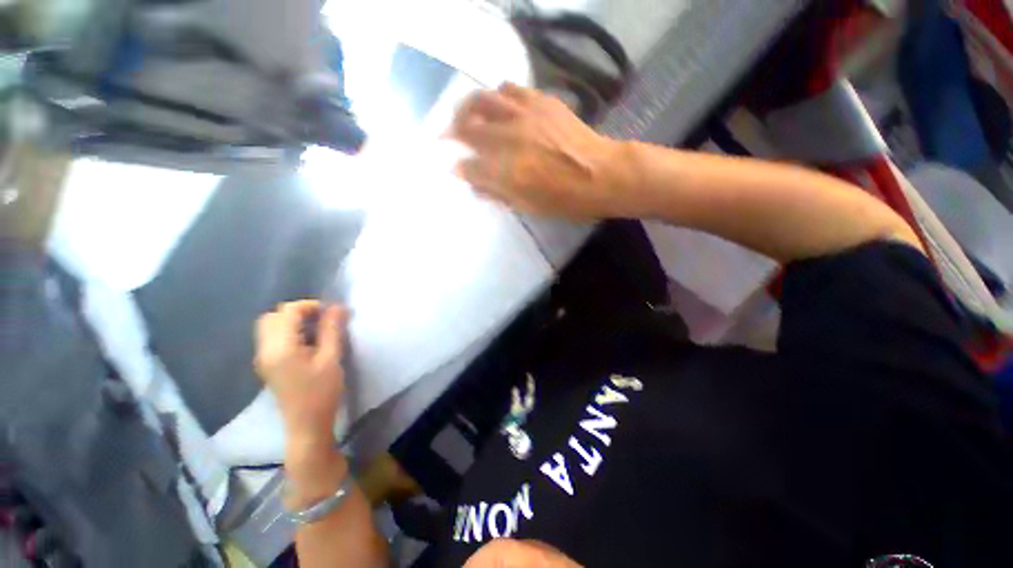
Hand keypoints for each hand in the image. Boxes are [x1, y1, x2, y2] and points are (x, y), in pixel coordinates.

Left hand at [255, 301, 347, 445]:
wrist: (307, 425)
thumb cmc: (322, 391)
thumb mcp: (331, 358)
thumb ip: (332, 330)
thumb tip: (337, 307)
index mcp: (279, 347)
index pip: (288, 312)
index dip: (311, 306)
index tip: (332, 312)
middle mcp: (265, 349)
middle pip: (273, 316)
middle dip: (299, 312)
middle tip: (323, 319)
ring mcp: (263, 358)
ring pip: (271, 326)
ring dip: (293, 321)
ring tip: (317, 330)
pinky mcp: (268, 365)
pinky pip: (273, 338)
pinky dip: (289, 332)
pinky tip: (308, 342)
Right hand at [448, 83, 629, 220]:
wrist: (601, 175)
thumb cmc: (565, 200)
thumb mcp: (529, 206)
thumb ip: (498, 194)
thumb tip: (473, 185)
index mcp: (506, 172)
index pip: (468, 166)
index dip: (458, 168)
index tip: (453, 168)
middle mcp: (509, 139)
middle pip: (467, 128)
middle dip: (451, 133)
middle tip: (447, 137)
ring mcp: (524, 115)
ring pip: (483, 100)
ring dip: (467, 108)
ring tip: (466, 116)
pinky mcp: (541, 102)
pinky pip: (510, 89)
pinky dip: (497, 97)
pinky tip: (498, 106)